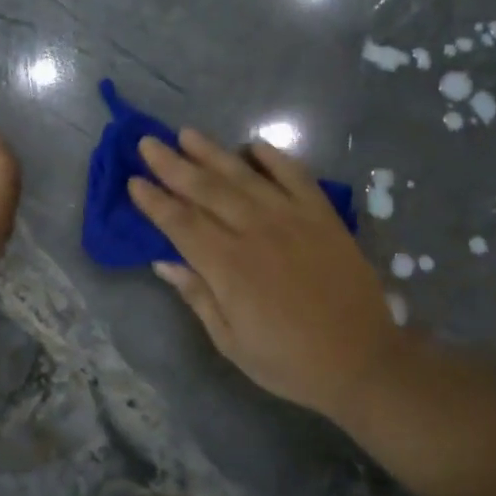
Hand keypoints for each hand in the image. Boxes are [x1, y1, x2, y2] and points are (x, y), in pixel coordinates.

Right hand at [127, 131, 402, 423]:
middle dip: (173, 165)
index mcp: (228, 267)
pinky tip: (253, 145)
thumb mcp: (231, 342)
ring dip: (212, 153)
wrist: (361, 360)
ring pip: (244, 176)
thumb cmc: (289, 361)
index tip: (134, 181)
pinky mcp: (322, 215)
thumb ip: (198, 296)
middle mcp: (255, 232)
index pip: (181, 223)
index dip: (154, 201)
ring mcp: (292, 218)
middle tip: (148, 143)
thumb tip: (163, 263)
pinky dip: (274, 157)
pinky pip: (295, 176)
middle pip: (206, 190)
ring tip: (187, 134)